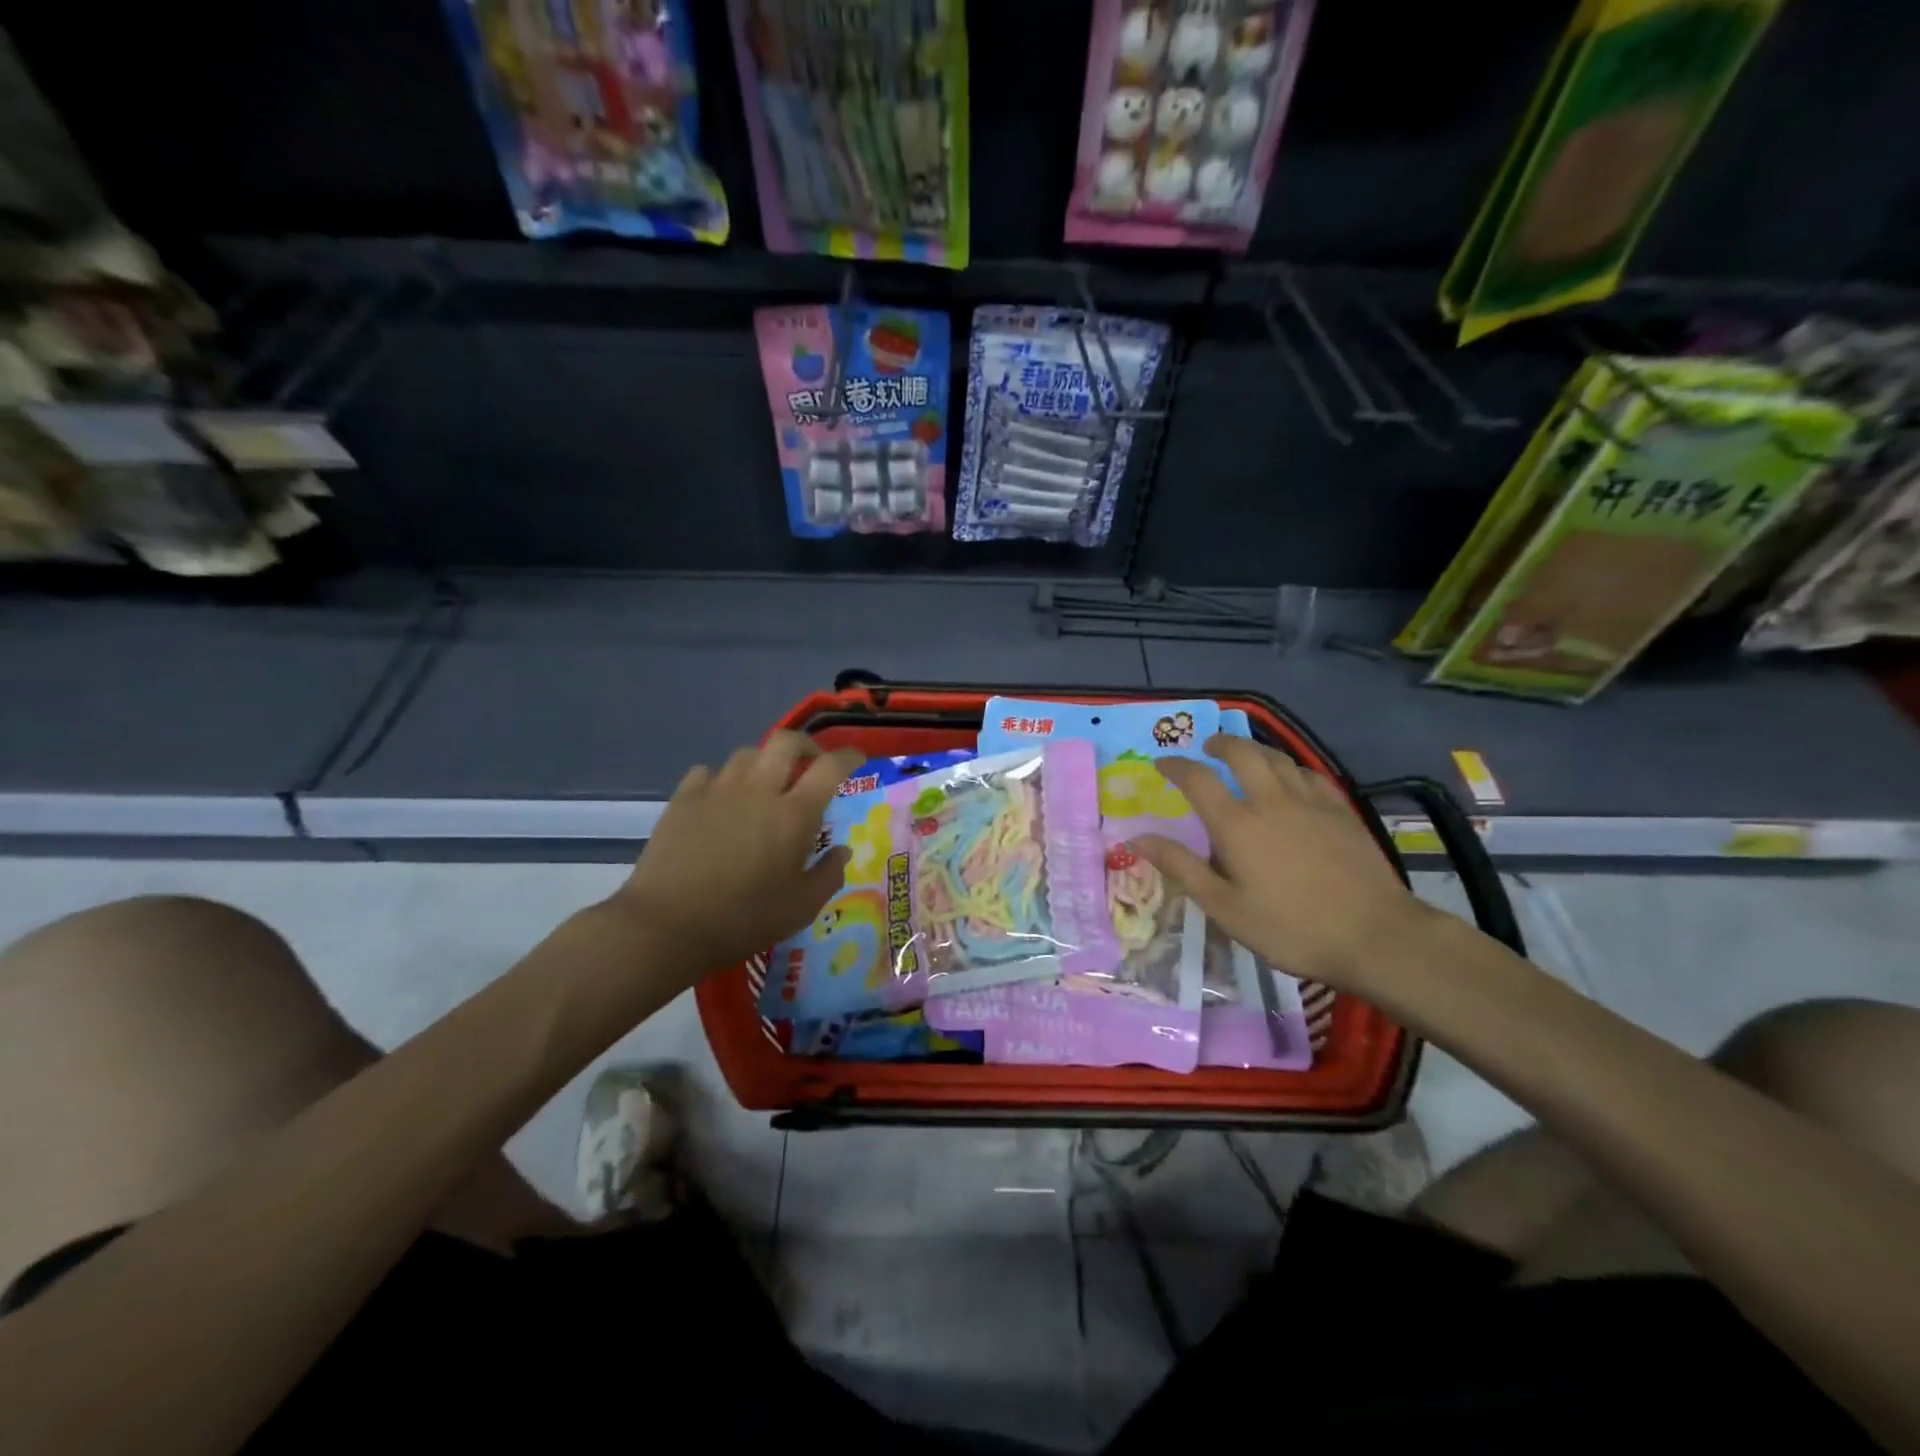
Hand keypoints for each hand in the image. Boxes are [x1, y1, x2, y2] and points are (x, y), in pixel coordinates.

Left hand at [616, 732, 862, 979]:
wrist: (666, 925)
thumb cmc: (742, 919)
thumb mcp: (800, 908)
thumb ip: (829, 875)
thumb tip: (842, 850)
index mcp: (794, 815)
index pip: (830, 767)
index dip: (848, 756)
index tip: (856, 759)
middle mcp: (759, 790)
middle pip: (786, 741)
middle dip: (805, 745)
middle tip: (810, 765)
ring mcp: (718, 790)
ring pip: (747, 753)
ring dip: (764, 763)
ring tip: (764, 785)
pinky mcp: (684, 799)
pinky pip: (708, 771)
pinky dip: (722, 778)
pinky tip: (721, 799)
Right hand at [1131, 735, 1435, 993]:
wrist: (1375, 936)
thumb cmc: (1289, 927)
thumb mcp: (1224, 906)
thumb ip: (1181, 866)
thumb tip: (1137, 837)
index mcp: (1236, 824)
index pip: (1197, 779)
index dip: (1175, 766)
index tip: (1161, 763)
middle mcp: (1271, 800)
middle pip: (1242, 753)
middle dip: (1219, 744)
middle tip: (1207, 747)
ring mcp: (1311, 801)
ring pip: (1278, 758)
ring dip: (1254, 750)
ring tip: (1244, 756)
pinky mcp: (1341, 810)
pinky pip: (1309, 774)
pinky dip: (1290, 768)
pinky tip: (1290, 779)